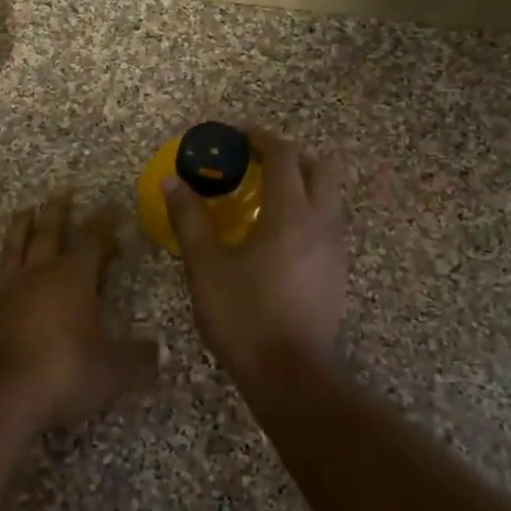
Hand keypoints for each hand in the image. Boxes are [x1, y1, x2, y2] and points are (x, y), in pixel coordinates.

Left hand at [0, 192, 160, 430]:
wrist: (3, 394)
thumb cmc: (66, 372)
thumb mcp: (115, 369)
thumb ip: (140, 357)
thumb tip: (163, 352)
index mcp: (73, 277)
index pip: (92, 238)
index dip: (105, 220)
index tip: (113, 204)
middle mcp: (40, 273)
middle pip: (49, 230)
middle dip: (59, 210)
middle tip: (64, 190)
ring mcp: (9, 288)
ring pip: (15, 245)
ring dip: (22, 225)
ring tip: (25, 210)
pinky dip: (0, 267)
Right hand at [163, 128, 347, 386]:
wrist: (292, 376)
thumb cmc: (244, 316)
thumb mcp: (206, 267)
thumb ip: (189, 219)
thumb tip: (173, 181)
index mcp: (291, 214)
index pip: (283, 155)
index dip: (259, 137)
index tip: (234, 134)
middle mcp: (323, 223)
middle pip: (321, 167)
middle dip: (289, 155)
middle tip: (255, 162)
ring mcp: (336, 249)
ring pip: (329, 196)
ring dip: (301, 183)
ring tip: (263, 197)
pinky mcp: (338, 272)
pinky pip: (327, 223)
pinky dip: (306, 211)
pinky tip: (275, 236)